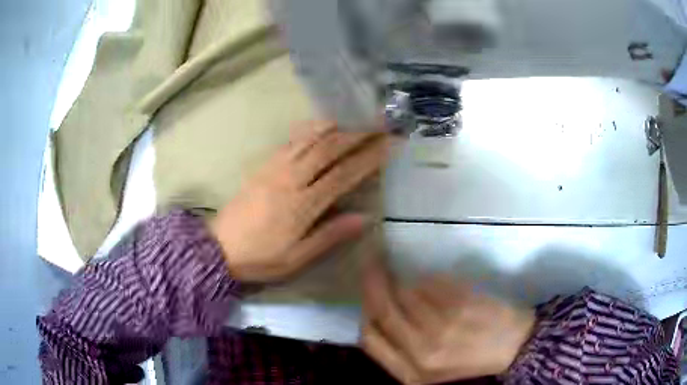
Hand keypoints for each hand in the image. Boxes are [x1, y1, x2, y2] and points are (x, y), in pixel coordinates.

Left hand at [210, 121, 390, 282]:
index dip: (369, 157)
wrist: (218, 248)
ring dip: (335, 126)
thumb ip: (330, 235)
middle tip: (379, 123)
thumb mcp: (297, 257)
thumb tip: (365, 217)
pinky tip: (320, 126)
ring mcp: (274, 168)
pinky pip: (290, 141)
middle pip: (329, 148)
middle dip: (358, 133)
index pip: (343, 174)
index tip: (389, 144)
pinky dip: (309, 130)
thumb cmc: (261, 257)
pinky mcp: (263, 166)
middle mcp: (291, 178)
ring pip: (309, 138)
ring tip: (355, 118)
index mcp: (302, 204)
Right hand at [361, 261, 534, 384]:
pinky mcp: (460, 302)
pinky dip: (424, 279)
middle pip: (381, 310)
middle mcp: (421, 350)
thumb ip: (398, 350)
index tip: (367, 300)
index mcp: (410, 373)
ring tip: (408, 279)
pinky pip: (428, 282)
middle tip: (371, 265)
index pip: (369, 338)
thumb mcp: (428, 370)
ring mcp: (442, 325)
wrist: (513, 346)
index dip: (365, 315)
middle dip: (373, 284)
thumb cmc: (468, 359)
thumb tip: (375, 314)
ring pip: (404, 292)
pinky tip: (432, 282)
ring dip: (401, 281)